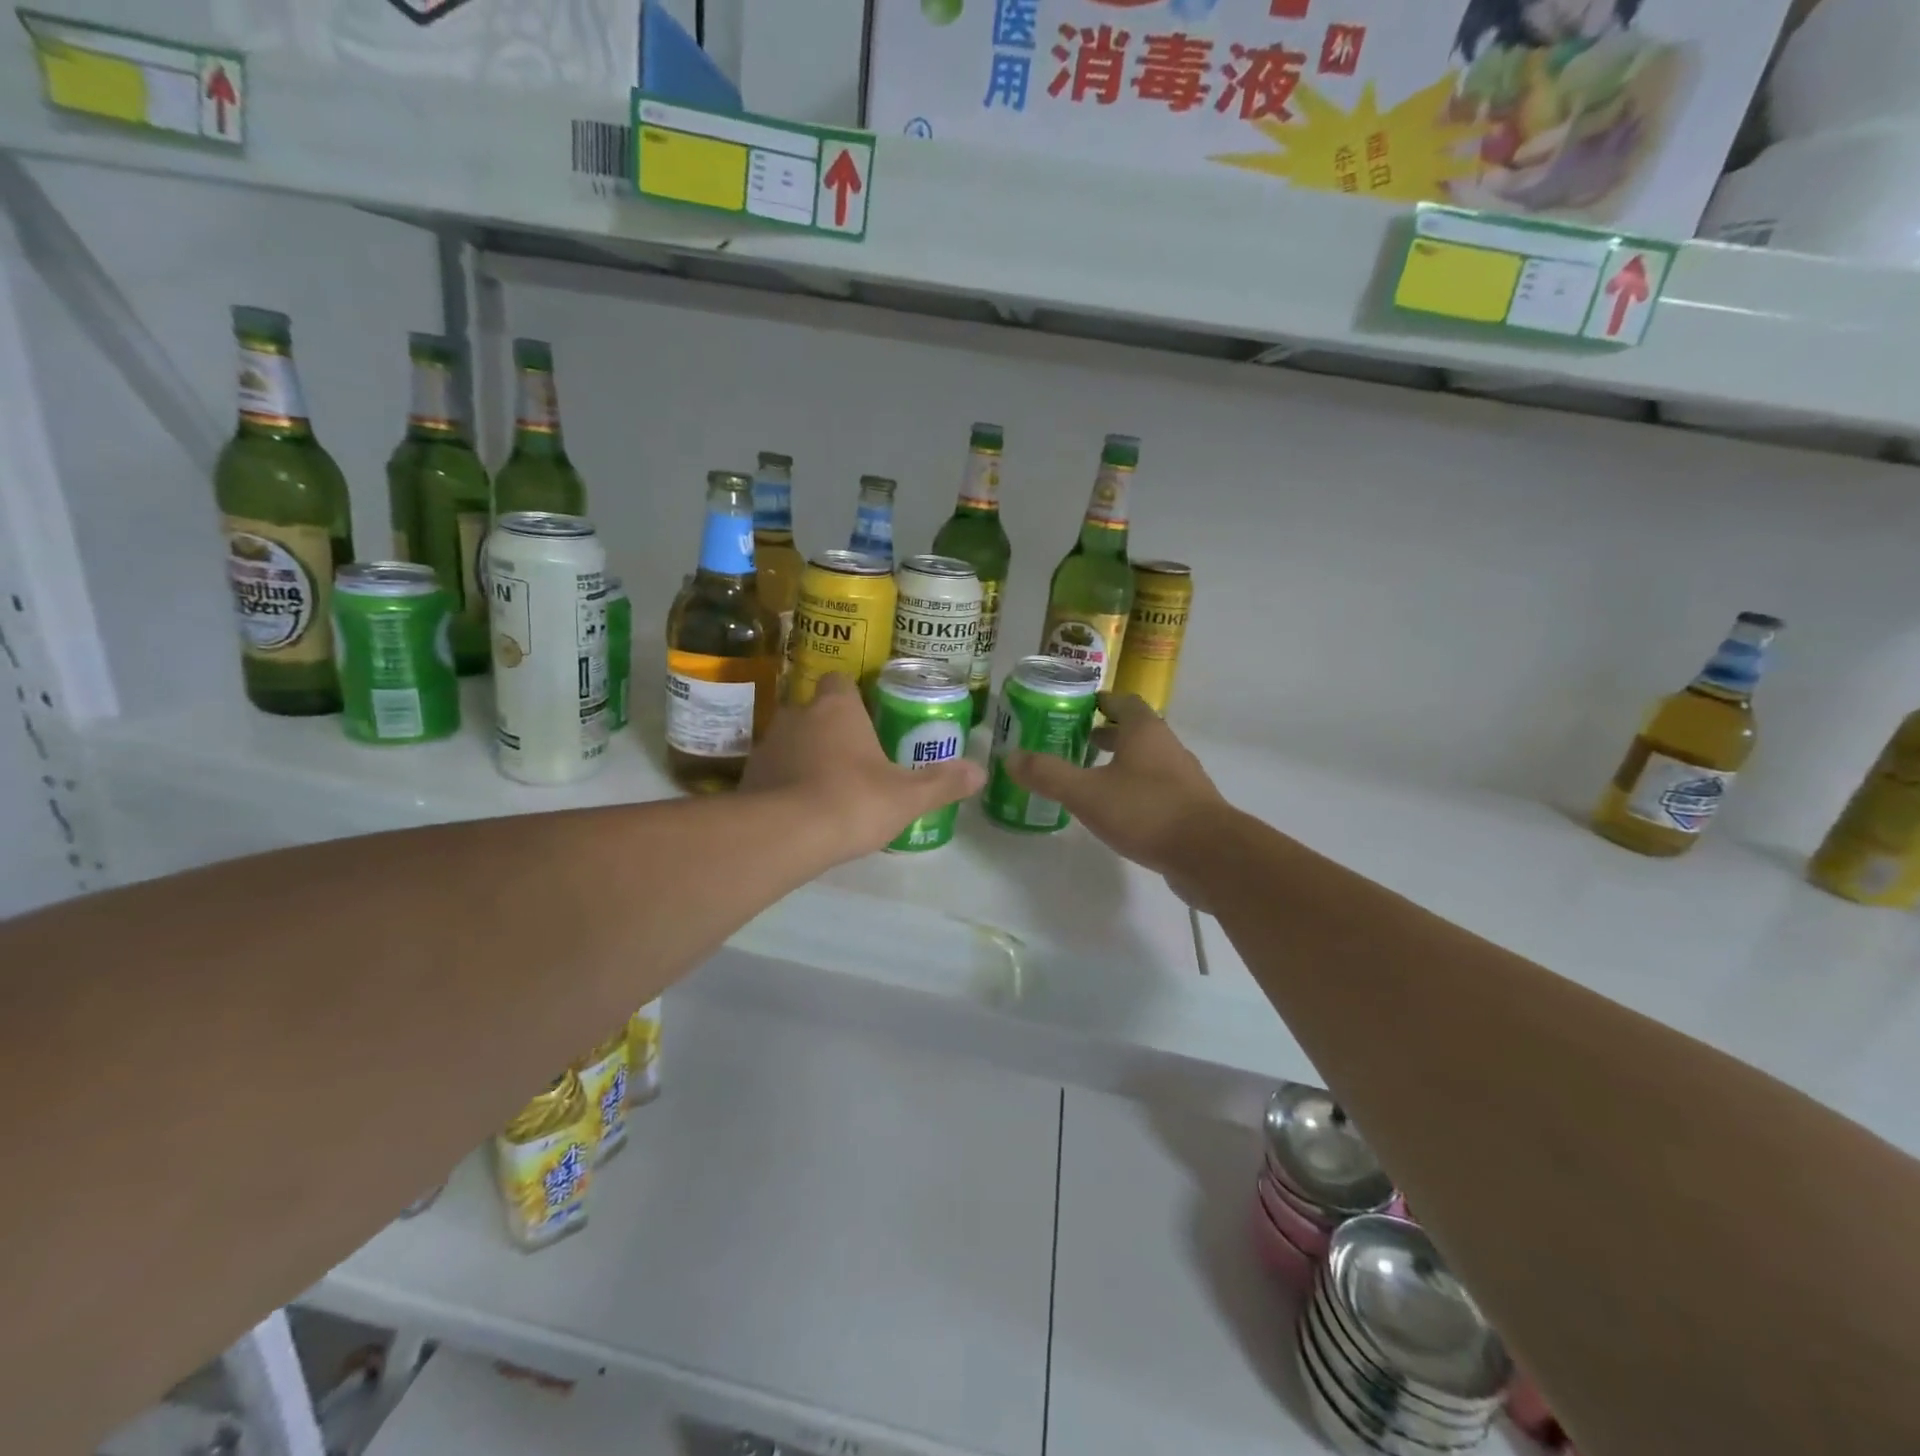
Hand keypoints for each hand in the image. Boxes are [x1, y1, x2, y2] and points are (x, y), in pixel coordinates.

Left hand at [742, 673, 985, 861]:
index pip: (840, 681)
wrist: (784, 835)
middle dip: (830, 729)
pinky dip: (784, 782)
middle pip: (815, 710)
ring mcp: (768, 744)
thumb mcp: (908, 797)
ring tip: (826, 785)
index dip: (853, 696)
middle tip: (853, 757)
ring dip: (805, 755)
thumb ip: (943, 783)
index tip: (866, 717)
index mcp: (837, 708)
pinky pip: (772, 770)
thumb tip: (980, 772)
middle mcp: (798, 715)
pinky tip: (800, 809)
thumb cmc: (853, 801)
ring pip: (791, 740)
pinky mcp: (748, 775)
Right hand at [1003, 693, 1229, 902]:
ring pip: (1147, 760)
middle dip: (1107, 733)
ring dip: (1122, 762)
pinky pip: (1157, 788)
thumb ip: (1048, 774)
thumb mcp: (1086, 793)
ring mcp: (1183, 778)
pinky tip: (1118, 810)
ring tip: (1092, 776)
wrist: (1209, 854)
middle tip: (1076, 741)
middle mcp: (1167, 747)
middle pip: (1136, 730)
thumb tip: (1010, 758)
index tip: (1077, 708)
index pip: (1123, 702)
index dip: (1100, 701)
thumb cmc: (1145, 811)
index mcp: (1145, 731)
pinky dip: (1136, 789)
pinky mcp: (1190, 808)